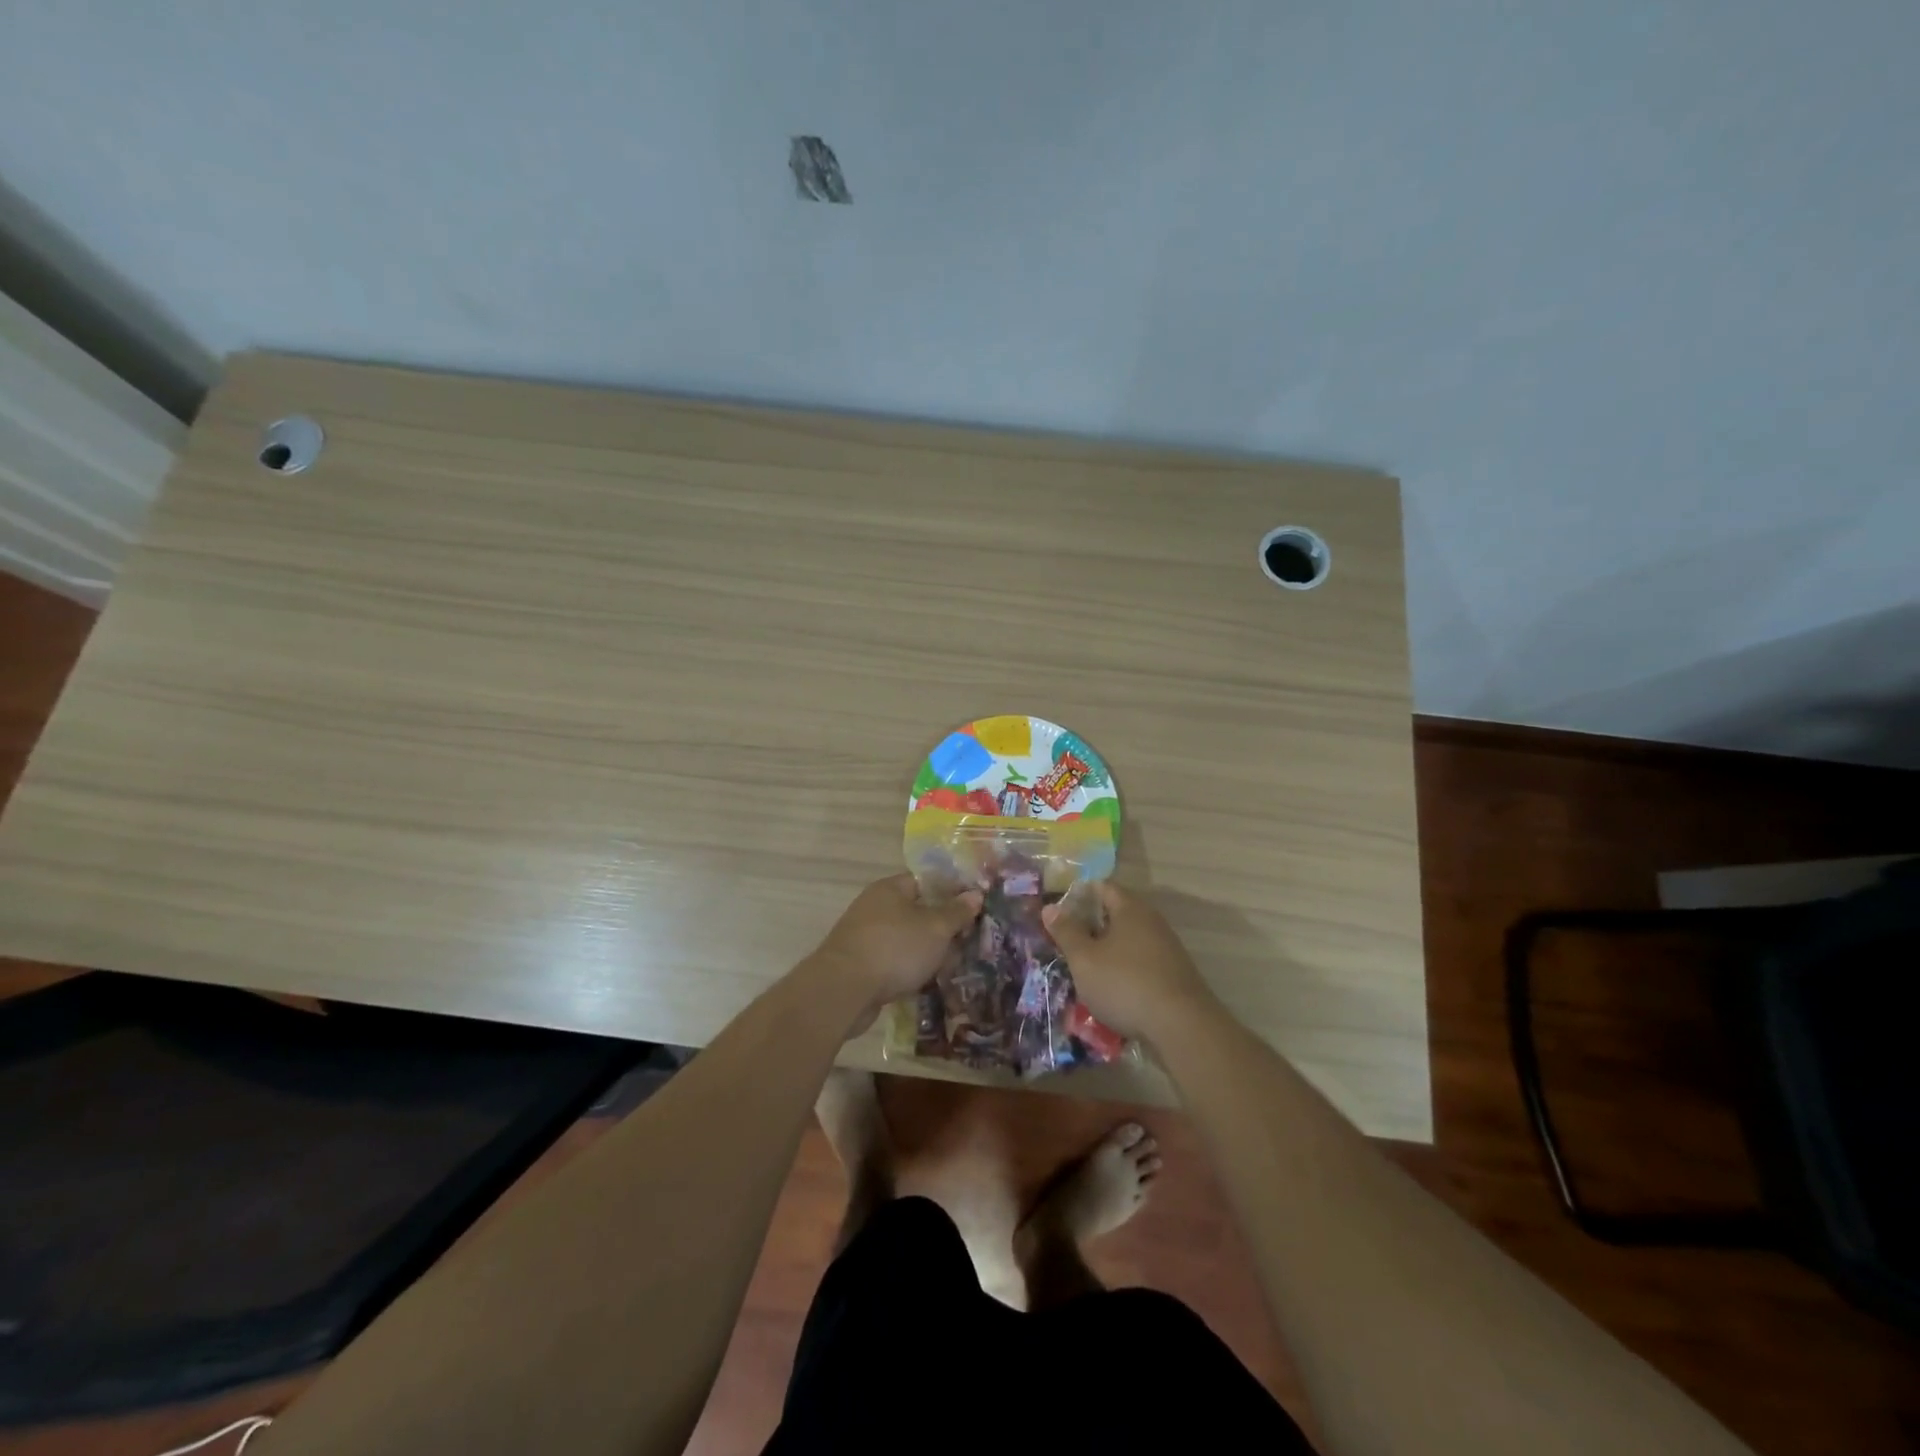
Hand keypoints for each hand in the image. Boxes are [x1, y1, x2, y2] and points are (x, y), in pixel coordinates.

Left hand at [810, 873, 981, 1027]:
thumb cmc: (895, 948)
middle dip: (941, 927)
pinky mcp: (859, 964)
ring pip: (905, 939)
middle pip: (916, 911)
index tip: (973, 909)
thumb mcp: (936, 928)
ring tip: (952, 966)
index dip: (951, 892)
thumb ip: (957, 912)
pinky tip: (926, 983)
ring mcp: (864, 936)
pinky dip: (908, 970)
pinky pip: (892, 961)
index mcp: (890, 888)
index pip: (926, 881)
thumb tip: (975, 894)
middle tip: (967, 942)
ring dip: (926, 952)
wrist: (843, 991)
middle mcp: (874, 907)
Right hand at [1042, 882, 1217, 1039]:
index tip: (1058, 911)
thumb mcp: (1085, 959)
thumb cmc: (1125, 984)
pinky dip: (1123, 971)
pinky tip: (1110, 991)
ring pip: (1128, 942)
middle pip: (1116, 914)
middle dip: (1090, 926)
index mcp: (1130, 909)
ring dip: (1106, 952)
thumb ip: (1066, 932)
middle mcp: (1152, 922)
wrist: (1182, 1027)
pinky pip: (1140, 964)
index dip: (1078, 895)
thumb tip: (1050, 907)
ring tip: (1083, 970)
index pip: (1102, 887)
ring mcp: (1166, 949)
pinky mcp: (1173, 975)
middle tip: (1065, 942)